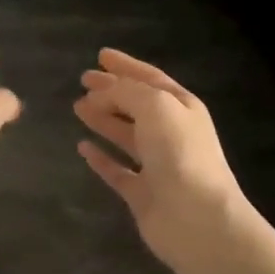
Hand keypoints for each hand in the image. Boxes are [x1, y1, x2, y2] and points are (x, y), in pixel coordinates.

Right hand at [74, 49, 248, 269]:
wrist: (197, 218)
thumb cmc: (180, 153)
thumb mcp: (155, 106)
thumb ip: (126, 92)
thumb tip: (99, 92)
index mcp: (181, 107)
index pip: (150, 78)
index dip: (126, 65)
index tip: (101, 55)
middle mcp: (171, 133)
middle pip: (136, 105)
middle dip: (110, 91)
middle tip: (83, 80)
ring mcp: (157, 164)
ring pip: (125, 134)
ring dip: (102, 119)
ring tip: (77, 107)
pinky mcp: (142, 194)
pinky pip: (117, 170)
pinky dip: (100, 158)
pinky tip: (82, 147)